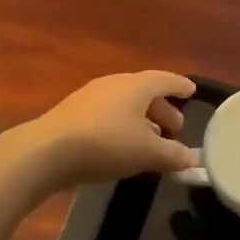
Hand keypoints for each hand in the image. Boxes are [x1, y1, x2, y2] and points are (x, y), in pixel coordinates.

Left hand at [28, 71, 196, 184]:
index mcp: (137, 85)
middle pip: (145, 92)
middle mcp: (115, 83)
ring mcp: (91, 96)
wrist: (48, 151)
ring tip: (151, 140)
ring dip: (142, 120)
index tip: (192, 91)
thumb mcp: (148, 153)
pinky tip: (122, 146)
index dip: (181, 86)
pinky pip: (108, 114)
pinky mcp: (73, 113)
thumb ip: (173, 155)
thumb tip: (190, 158)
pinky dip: (122, 126)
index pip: (166, 80)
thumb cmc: (107, 144)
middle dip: (163, 110)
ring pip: (125, 104)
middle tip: (175, 129)